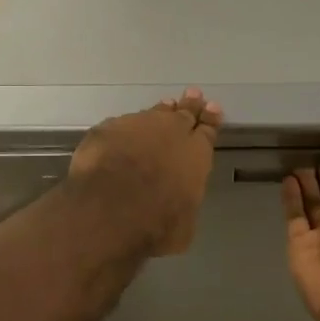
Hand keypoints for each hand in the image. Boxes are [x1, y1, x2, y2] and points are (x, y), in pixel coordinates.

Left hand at [69, 88, 222, 256]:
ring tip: (165, 106)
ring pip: (152, 114)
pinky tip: (122, 132)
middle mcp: (169, 132)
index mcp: (195, 154)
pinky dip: (125, 128)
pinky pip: (121, 125)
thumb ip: (183, 203)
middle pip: (183, 114)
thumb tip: (177, 204)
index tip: (213, 108)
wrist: (110, 208)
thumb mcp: (184, 225)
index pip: (207, 132)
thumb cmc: (157, 224)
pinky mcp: (106, 130)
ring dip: (160, 111)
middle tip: (193, 94)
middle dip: (190, 106)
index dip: (211, 120)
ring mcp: (136, 126)